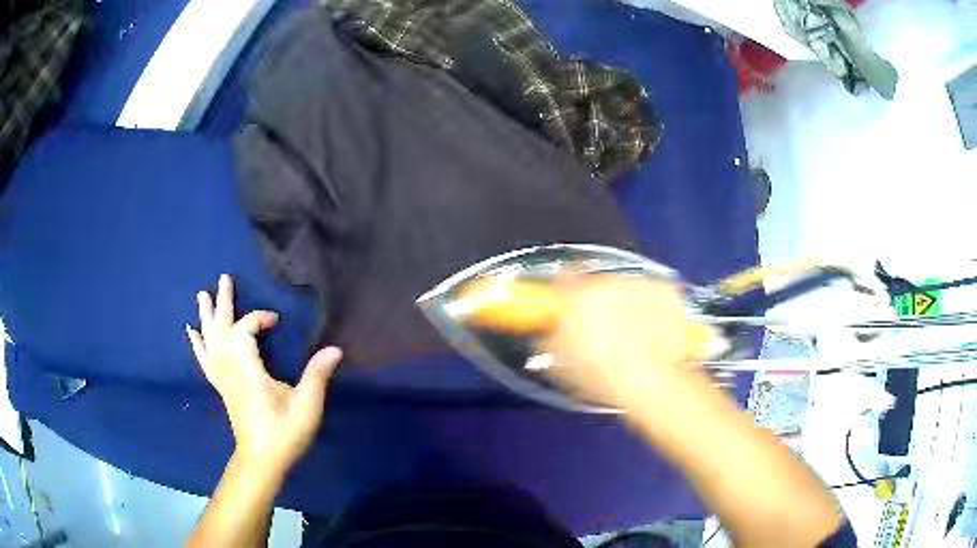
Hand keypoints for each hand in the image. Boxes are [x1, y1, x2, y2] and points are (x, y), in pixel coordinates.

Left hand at [186, 275, 341, 474]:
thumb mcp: (306, 407)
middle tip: (224, 278)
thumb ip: (317, 376)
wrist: (261, 460)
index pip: (245, 331)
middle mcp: (230, 370)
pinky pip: (205, 360)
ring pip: (210, 341)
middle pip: (222, 330)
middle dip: (223, 303)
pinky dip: (197, 344)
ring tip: (202, 294)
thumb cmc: (284, 433)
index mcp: (248, 371)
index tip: (277, 320)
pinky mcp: (221, 387)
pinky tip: (191, 331)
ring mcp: (223, 378)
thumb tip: (335, 349)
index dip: (258, 318)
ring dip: (207, 317)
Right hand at [541, 275, 714, 410]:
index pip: (563, 278)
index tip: (570, 306)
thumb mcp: (560, 364)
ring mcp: (639, 283)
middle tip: (604, 330)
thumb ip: (551, 339)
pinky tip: (656, 329)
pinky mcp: (666, 289)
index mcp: (575, 297)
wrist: (649, 381)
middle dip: (599, 303)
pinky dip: (655, 307)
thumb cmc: (600, 376)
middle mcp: (606, 281)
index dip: (566, 292)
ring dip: (627, 304)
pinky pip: (655, 293)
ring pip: (628, 289)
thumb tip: (552, 330)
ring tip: (634, 334)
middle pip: (598, 284)